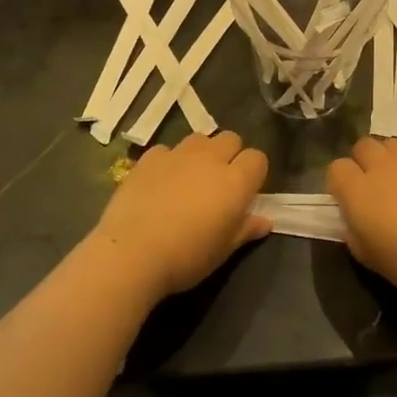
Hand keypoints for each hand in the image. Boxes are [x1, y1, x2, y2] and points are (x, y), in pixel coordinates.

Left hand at [93, 132, 269, 300]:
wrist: (131, 253)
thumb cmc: (187, 257)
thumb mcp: (223, 250)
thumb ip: (246, 229)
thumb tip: (265, 221)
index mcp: (236, 181)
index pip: (257, 158)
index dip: (254, 173)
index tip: (246, 193)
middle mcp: (210, 159)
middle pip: (231, 139)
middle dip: (230, 155)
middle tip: (219, 183)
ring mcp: (178, 154)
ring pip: (200, 139)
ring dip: (201, 153)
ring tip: (190, 178)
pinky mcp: (149, 158)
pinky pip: (167, 150)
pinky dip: (169, 161)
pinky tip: (160, 182)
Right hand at [326, 137, 396, 302]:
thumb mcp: (373, 261)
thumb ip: (355, 237)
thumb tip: (352, 223)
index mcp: (358, 191)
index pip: (336, 169)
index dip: (340, 183)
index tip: (349, 202)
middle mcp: (382, 167)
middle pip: (363, 146)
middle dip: (363, 162)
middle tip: (374, 188)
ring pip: (391, 144)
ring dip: (389, 159)